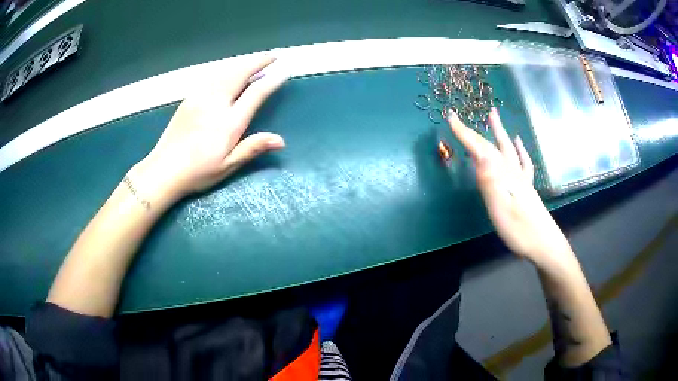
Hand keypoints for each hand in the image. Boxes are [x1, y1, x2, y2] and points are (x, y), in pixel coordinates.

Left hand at [131, 55, 288, 207]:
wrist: (163, 170)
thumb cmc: (197, 172)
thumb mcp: (227, 166)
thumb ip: (252, 148)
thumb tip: (281, 140)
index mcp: (229, 123)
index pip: (255, 94)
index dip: (272, 81)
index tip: (284, 72)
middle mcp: (216, 104)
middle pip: (240, 74)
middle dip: (258, 62)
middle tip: (272, 56)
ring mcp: (200, 98)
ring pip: (225, 72)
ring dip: (242, 63)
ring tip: (255, 60)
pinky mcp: (189, 99)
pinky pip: (211, 77)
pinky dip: (225, 70)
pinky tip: (229, 72)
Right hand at [447, 108, 572, 263]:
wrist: (545, 245)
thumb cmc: (520, 231)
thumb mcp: (500, 209)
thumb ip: (490, 182)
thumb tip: (479, 154)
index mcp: (503, 175)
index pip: (481, 149)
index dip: (465, 133)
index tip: (450, 117)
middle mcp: (512, 172)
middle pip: (492, 146)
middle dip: (476, 131)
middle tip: (462, 117)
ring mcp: (521, 179)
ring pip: (508, 149)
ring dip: (499, 132)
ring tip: (493, 116)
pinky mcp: (527, 187)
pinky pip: (523, 162)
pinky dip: (519, 149)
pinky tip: (519, 143)